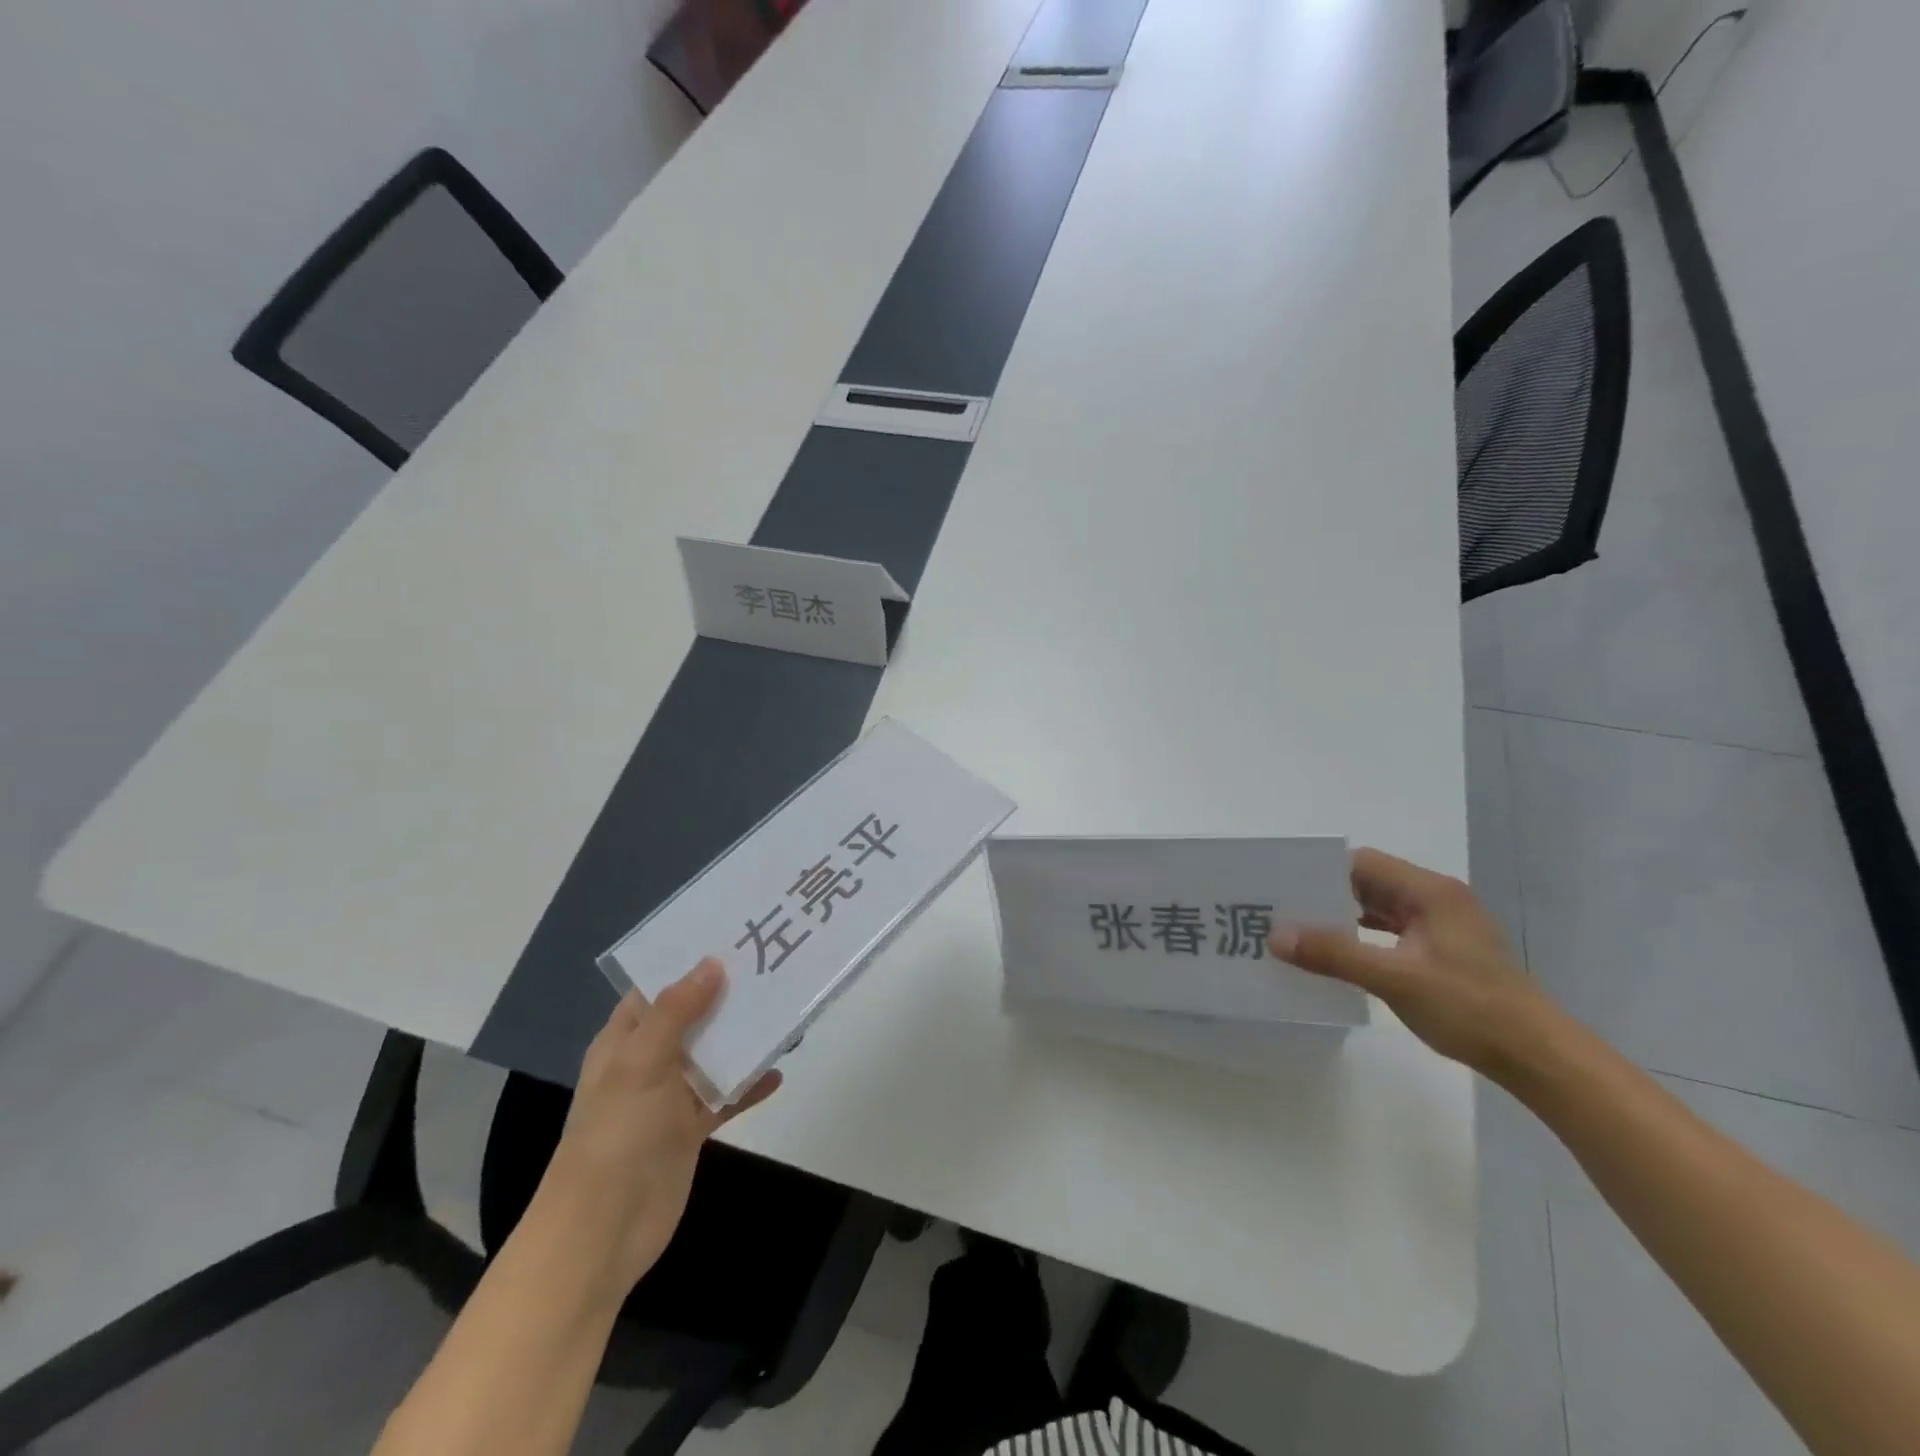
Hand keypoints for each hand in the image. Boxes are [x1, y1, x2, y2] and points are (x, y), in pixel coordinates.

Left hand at [535, 959, 780, 1294]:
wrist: (604, 1230)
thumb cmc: (616, 1134)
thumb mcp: (641, 1063)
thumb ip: (677, 1011)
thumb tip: (713, 963)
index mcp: (624, 1040)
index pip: (657, 988)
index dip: (688, 962)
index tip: (731, 936)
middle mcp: (648, 1061)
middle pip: (692, 1017)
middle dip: (726, 995)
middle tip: (771, 963)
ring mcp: (670, 1096)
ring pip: (713, 1054)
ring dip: (743, 1037)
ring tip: (785, 1009)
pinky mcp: (691, 1128)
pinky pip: (726, 1096)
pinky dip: (750, 1084)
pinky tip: (779, 1072)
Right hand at [1268, 847, 1560, 1079]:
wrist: (1537, 1057)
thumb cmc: (1469, 1009)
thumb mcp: (1394, 979)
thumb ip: (1334, 953)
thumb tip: (1275, 936)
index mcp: (1429, 891)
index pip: (1362, 863)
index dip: (1321, 872)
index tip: (1283, 889)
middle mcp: (1435, 898)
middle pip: (1369, 882)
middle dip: (1325, 895)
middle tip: (1282, 912)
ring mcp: (1441, 924)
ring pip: (1379, 907)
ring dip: (1342, 917)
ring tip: (1300, 932)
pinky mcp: (1443, 949)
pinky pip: (1391, 929)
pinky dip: (1363, 936)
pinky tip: (1338, 954)